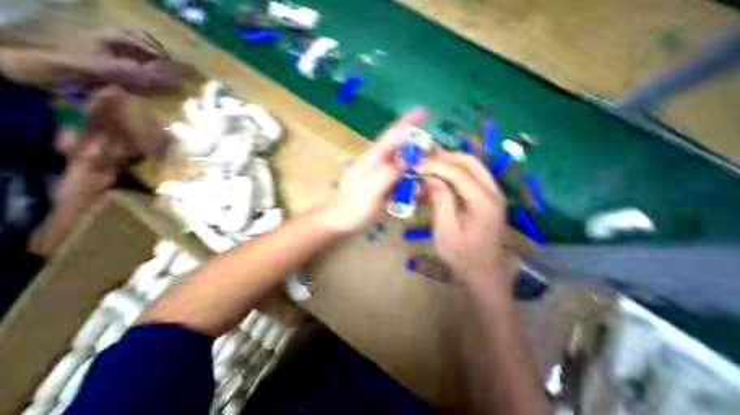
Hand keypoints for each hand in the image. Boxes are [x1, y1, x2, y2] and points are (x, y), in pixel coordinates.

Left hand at [324, 109, 428, 233]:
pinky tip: (417, 196)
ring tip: (424, 185)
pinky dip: (412, 187)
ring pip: (406, 169)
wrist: (341, 225)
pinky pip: (403, 184)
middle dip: (420, 152)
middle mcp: (380, 165)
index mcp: (374, 158)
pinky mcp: (385, 190)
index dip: (409, 122)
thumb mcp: (371, 187)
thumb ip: (391, 172)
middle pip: (404, 151)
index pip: (393, 135)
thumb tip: (410, 159)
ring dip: (417, 174)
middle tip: (436, 158)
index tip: (426, 111)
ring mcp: (383, 178)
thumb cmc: (352, 206)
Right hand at [419, 151, 512, 289]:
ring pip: (472, 166)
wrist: (484, 273)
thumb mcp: (446, 230)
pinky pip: (472, 176)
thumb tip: (429, 178)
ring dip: (450, 162)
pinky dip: (455, 172)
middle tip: (424, 159)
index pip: (458, 172)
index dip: (436, 165)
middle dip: (445, 157)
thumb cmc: (462, 255)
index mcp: (484, 202)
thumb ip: (440, 200)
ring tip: (430, 164)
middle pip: (470, 162)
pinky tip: (441, 176)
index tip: (416, 165)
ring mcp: (493, 194)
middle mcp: (493, 192)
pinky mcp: (489, 198)